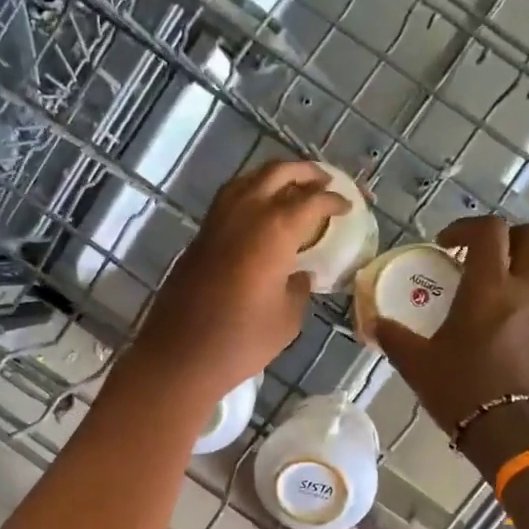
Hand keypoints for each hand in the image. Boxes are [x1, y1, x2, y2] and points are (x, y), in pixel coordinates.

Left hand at [132, 160, 350, 399]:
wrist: (181, 355)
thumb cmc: (242, 341)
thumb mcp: (286, 318)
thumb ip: (299, 288)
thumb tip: (300, 274)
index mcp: (274, 230)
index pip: (312, 201)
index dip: (333, 200)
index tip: (347, 206)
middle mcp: (245, 213)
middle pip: (277, 173)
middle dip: (305, 173)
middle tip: (325, 181)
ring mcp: (217, 221)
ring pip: (248, 179)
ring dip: (274, 177)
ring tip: (293, 188)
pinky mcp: (199, 236)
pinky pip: (229, 199)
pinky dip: (250, 193)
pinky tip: (259, 210)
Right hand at [376, 216, 528, 444]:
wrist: (514, 434)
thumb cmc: (462, 391)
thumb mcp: (418, 365)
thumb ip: (395, 338)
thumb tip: (374, 323)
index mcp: (489, 287)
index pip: (490, 230)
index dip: (467, 226)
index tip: (447, 244)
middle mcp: (527, 291)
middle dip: (511, 236)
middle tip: (486, 255)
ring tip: (514, 283)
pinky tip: (520, 332)